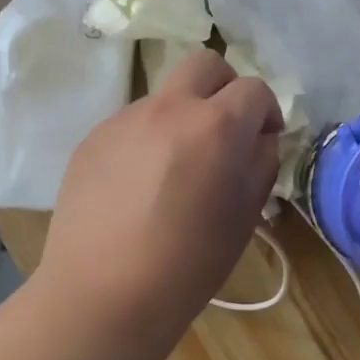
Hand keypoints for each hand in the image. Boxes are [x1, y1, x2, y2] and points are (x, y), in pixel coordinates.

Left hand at [40, 49, 281, 341]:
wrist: (104, 294)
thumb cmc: (189, 263)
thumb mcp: (245, 214)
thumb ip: (261, 162)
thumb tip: (258, 138)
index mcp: (216, 126)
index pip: (254, 89)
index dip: (267, 111)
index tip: (265, 138)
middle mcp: (169, 108)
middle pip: (205, 64)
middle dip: (226, 88)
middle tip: (226, 129)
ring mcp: (124, 120)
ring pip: (166, 95)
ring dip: (183, 116)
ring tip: (177, 168)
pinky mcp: (92, 139)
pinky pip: (133, 123)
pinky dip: (148, 139)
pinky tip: (140, 185)